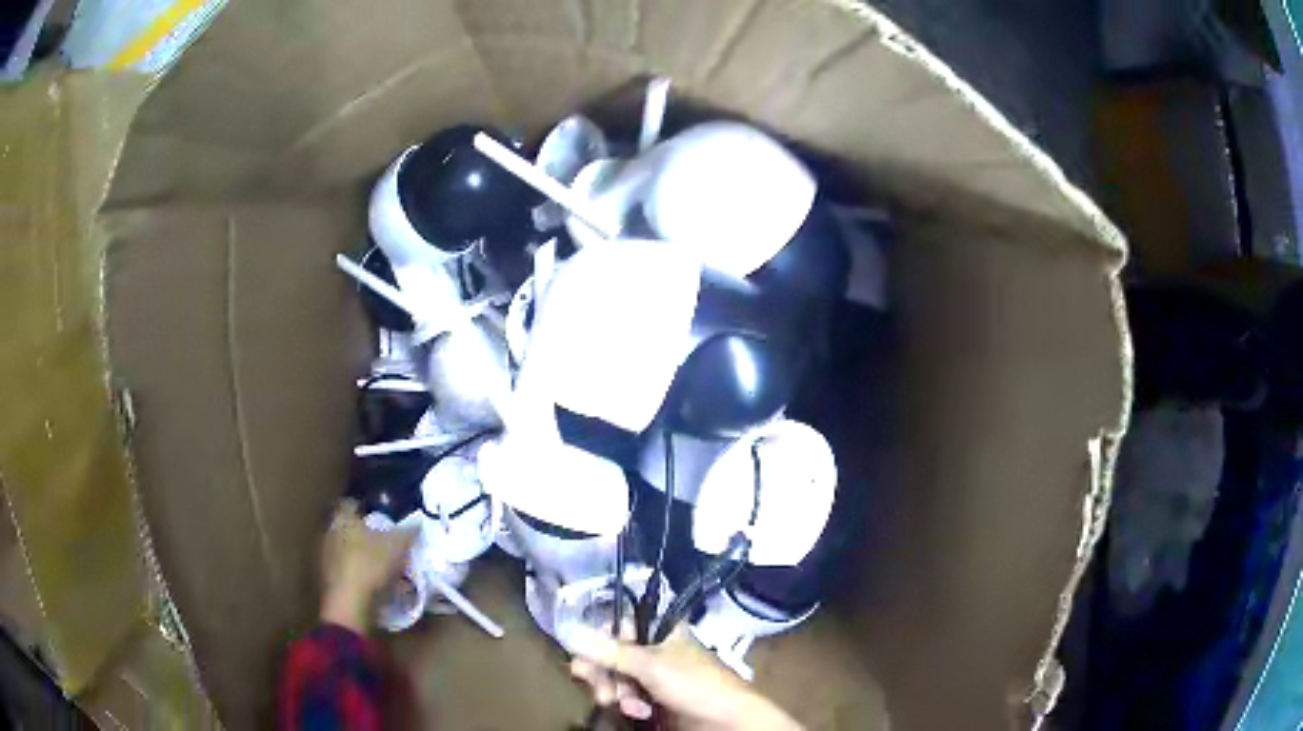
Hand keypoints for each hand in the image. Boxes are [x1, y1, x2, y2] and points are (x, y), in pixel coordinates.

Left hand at [320, 500, 418, 632]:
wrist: (350, 603)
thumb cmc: (371, 564)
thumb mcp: (398, 545)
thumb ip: (408, 531)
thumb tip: (417, 521)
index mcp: (343, 519)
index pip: (350, 504)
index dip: (364, 508)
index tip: (378, 515)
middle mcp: (330, 533)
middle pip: (349, 529)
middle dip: (365, 535)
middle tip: (385, 543)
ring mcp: (327, 558)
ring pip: (349, 552)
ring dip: (363, 557)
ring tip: (385, 568)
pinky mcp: (330, 580)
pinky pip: (349, 572)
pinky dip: (361, 576)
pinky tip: (378, 586)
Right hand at [568, 626, 801, 730]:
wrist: (725, 722)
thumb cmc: (695, 684)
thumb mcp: (651, 666)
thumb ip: (609, 651)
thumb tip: (570, 630)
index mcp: (660, 630)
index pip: (619, 622)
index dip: (600, 636)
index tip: (583, 650)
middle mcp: (654, 649)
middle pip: (611, 652)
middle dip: (601, 671)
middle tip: (596, 686)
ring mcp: (653, 675)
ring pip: (615, 676)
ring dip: (614, 691)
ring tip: (623, 704)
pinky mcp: (652, 698)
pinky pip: (625, 695)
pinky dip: (627, 703)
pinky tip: (638, 712)